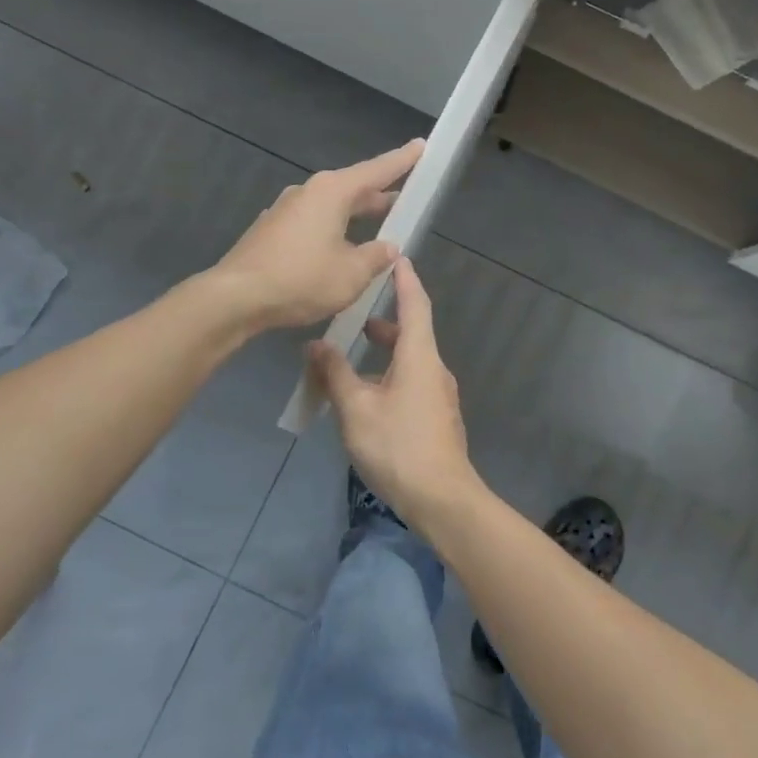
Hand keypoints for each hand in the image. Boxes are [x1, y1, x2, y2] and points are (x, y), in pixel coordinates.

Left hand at [209, 139, 423, 329]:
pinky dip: (332, 230)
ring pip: (331, 207)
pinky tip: (338, 250)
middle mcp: (308, 192)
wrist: (236, 297)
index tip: (421, 146)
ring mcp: (285, 211)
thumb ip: (376, 257)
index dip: (402, 161)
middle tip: (404, 199)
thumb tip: (389, 247)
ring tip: (377, 227)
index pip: (376, 170)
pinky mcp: (271, 231)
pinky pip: (312, 223)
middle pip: (352, 188)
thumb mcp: (351, 274)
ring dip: (355, 215)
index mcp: (332, 192)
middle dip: (379, 195)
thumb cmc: (301, 279)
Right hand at [306, 258, 480, 527]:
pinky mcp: (436, 418)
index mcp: (420, 357)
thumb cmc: (398, 446)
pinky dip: (389, 375)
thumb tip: (316, 344)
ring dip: (385, 352)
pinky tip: (366, 395)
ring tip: (352, 356)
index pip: (415, 305)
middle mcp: (434, 369)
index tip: (395, 258)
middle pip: (412, 333)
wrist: (442, 499)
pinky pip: (411, 383)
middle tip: (356, 314)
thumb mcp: (356, 408)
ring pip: (410, 361)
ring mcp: (439, 396)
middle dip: (385, 321)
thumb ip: (335, 373)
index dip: (405, 280)